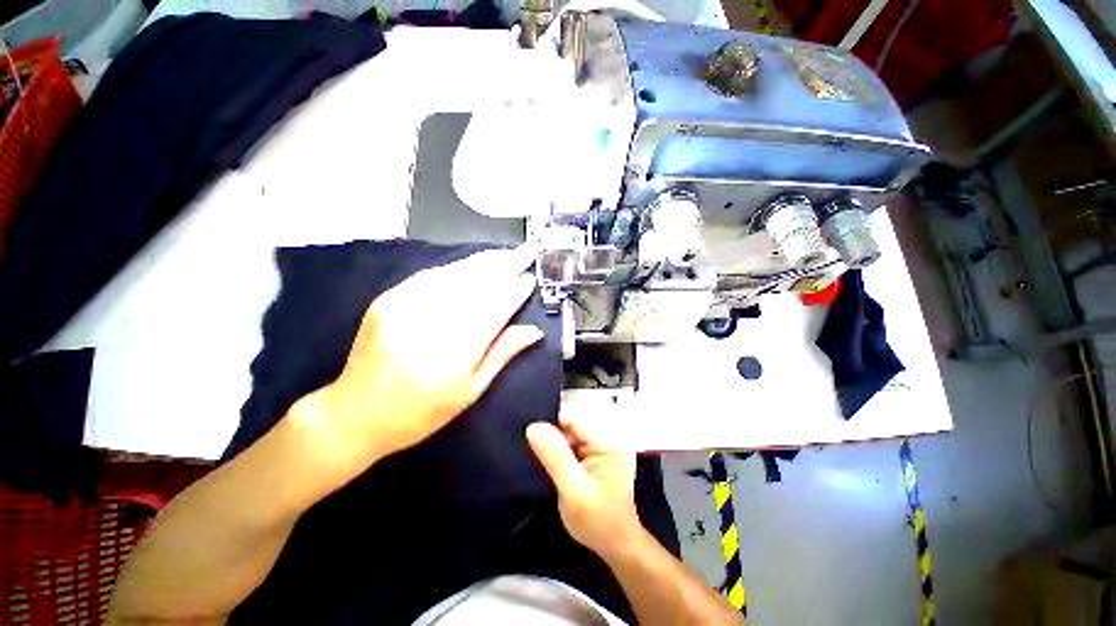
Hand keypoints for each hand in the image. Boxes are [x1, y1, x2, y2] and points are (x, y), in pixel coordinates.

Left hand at [291, 248, 544, 482]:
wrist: (355, 414)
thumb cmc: (421, 413)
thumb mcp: (470, 392)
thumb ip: (501, 354)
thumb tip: (534, 330)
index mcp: (454, 354)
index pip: (493, 310)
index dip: (514, 292)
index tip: (531, 279)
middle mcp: (429, 324)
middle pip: (476, 286)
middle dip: (505, 266)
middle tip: (526, 253)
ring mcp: (404, 307)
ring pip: (454, 275)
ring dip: (484, 262)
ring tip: (506, 253)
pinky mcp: (388, 300)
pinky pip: (430, 275)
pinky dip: (457, 267)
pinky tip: (473, 263)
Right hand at [526, 415, 643, 558]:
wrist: (615, 546)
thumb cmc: (599, 521)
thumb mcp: (574, 490)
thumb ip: (555, 457)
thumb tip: (534, 427)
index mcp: (608, 441)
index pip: (574, 419)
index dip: (552, 424)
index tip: (531, 435)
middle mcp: (604, 439)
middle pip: (570, 425)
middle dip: (551, 435)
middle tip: (531, 448)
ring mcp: (597, 448)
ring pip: (567, 435)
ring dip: (552, 444)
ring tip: (536, 455)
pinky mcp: (589, 457)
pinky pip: (568, 446)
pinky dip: (556, 452)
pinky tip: (546, 461)